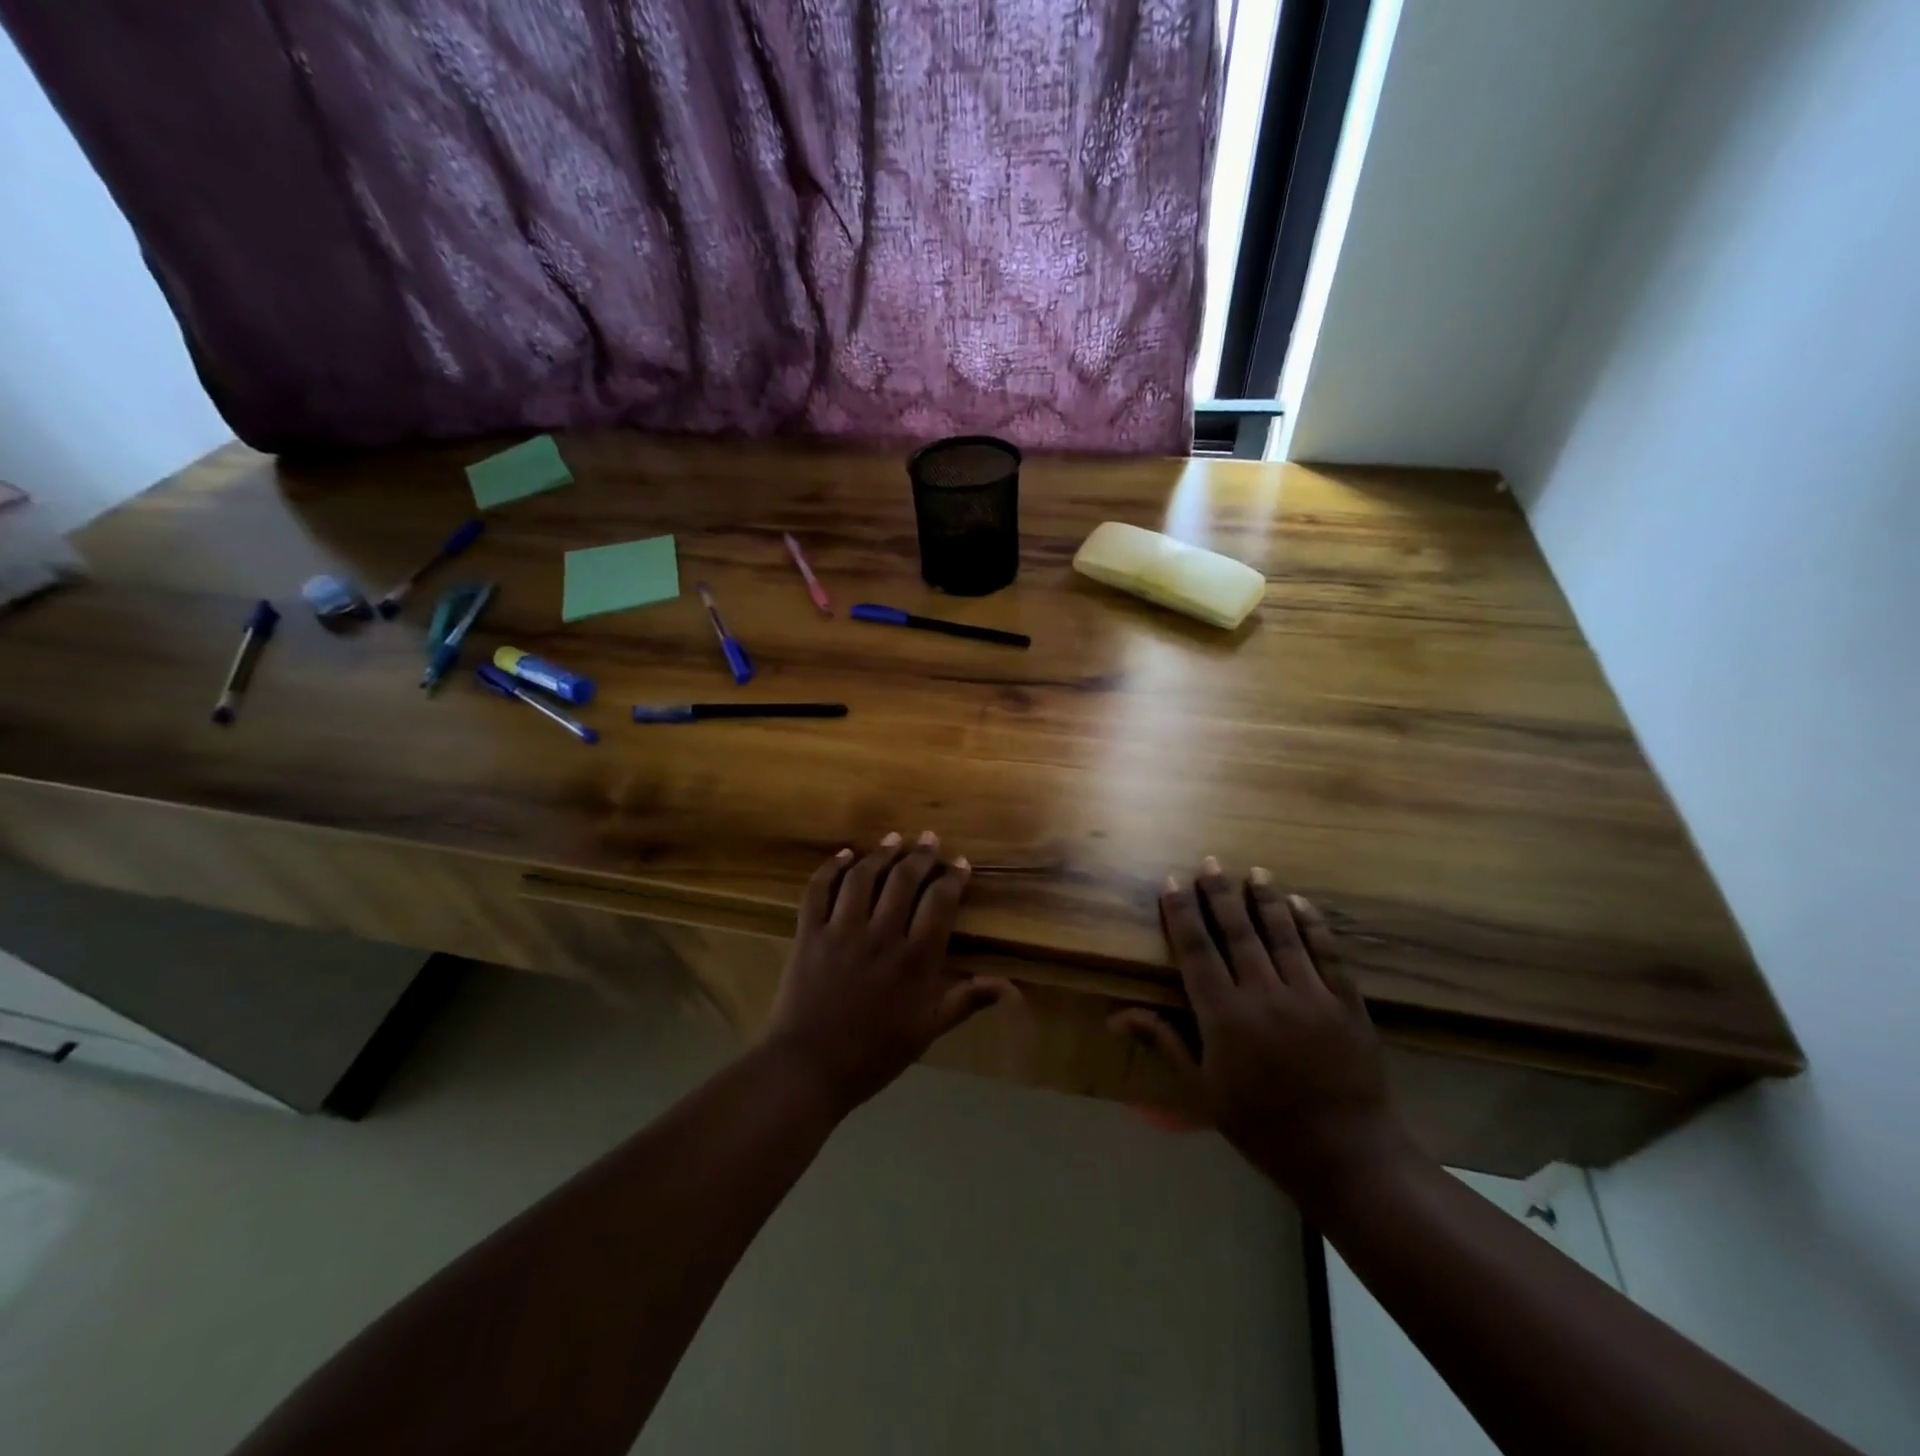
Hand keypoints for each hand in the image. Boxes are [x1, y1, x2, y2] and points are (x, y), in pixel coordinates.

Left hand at [763, 832, 1014, 1115]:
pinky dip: (830, 868)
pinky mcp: (809, 933)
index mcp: (915, 959)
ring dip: (880, 853)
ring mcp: (841, 931)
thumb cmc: (874, 1054)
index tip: (960, 863)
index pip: (939, 902)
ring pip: (863, 877)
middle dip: (921, 855)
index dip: (952, 878)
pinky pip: (818, 890)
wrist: (808, 1069)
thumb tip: (1010, 986)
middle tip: (929, 839)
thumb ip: (966, 1000)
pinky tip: (844, 855)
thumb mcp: (927, 1031)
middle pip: (903, 879)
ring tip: (893, 839)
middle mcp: (881, 935)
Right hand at [1112, 859, 1408, 1200]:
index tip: (1172, 881)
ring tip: (1255, 871)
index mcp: (1224, 1016)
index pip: (1197, 950)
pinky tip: (1301, 903)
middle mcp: (1264, 995)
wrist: (1346, 1157)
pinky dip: (1313, 925)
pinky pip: (1328, 954)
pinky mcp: (1347, 1004)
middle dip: (1220, 894)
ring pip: (1282, 934)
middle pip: (1238, 932)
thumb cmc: (1262, 1127)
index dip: (1182, 913)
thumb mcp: (1202, 1090)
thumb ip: (1165, 1042)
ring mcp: (1310, 996)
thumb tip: (1118, 1015)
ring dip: (1265, 899)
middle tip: (1210, 862)